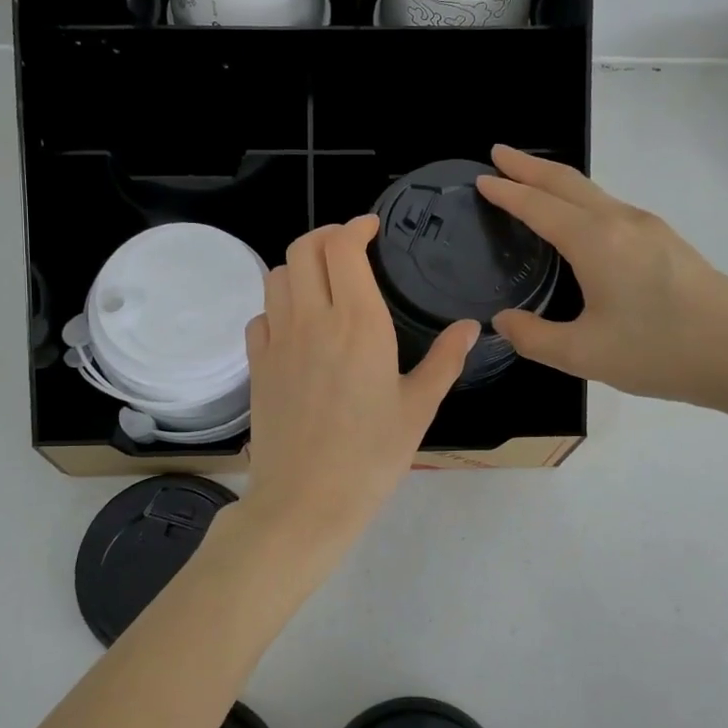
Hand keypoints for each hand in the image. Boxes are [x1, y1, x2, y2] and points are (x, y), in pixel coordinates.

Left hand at [241, 216, 479, 555]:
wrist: (306, 500)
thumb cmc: (371, 456)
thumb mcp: (418, 408)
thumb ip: (445, 360)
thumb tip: (470, 327)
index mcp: (357, 322)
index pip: (342, 247)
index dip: (354, 227)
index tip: (370, 229)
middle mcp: (311, 319)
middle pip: (303, 249)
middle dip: (326, 237)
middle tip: (349, 249)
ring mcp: (277, 341)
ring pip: (276, 276)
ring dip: (299, 267)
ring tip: (322, 284)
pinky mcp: (257, 365)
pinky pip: (260, 316)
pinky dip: (277, 307)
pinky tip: (297, 327)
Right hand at [475, 145, 727, 414]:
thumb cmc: (660, 352)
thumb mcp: (584, 355)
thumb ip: (533, 338)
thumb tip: (502, 321)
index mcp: (596, 242)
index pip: (539, 206)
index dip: (507, 192)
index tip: (481, 178)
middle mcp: (622, 222)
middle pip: (567, 182)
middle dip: (529, 166)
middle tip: (499, 155)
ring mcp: (650, 228)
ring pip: (593, 192)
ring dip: (556, 182)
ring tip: (531, 183)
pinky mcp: (667, 242)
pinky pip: (611, 207)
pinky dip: (581, 200)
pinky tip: (578, 221)